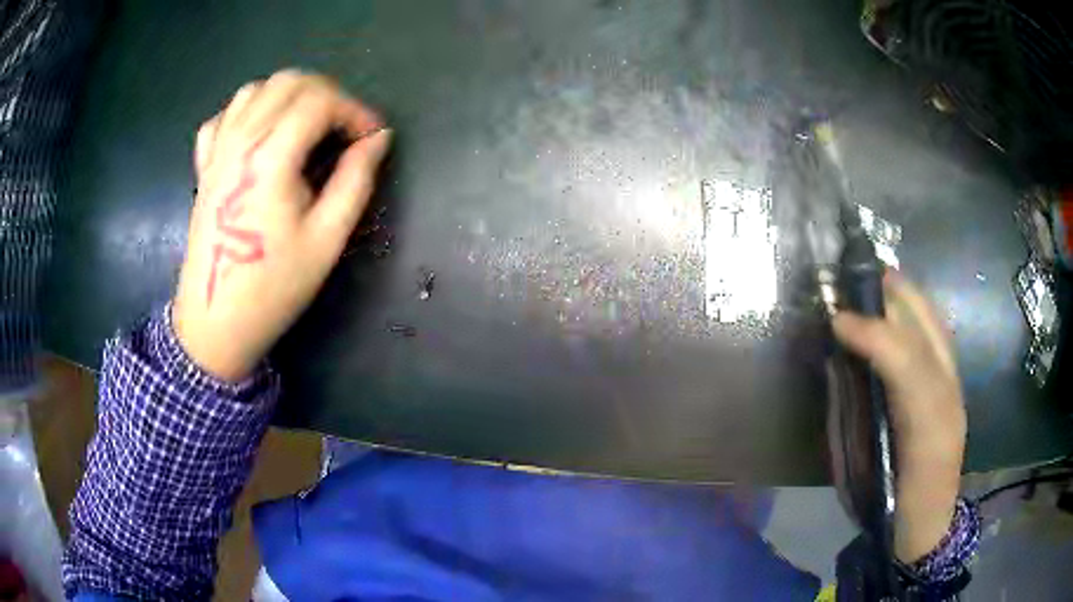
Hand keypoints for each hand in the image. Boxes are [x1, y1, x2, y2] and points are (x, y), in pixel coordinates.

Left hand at [173, 70, 391, 381]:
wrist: (216, 321)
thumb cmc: (273, 286)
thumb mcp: (327, 238)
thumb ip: (356, 179)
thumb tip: (378, 139)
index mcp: (270, 156)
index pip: (320, 100)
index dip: (355, 110)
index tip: (372, 137)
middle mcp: (240, 139)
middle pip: (289, 82)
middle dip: (327, 94)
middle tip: (344, 129)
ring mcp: (217, 150)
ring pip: (257, 89)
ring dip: (291, 95)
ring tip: (308, 126)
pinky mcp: (205, 164)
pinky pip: (225, 115)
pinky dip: (251, 110)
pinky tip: (263, 134)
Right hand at [832, 275, 966, 563]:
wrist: (926, 525)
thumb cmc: (887, 506)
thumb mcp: (860, 474)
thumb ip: (849, 417)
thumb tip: (835, 363)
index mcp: (926, 427)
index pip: (907, 362)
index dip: (873, 332)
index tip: (836, 320)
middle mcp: (949, 395)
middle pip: (926, 328)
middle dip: (891, 294)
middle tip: (850, 278)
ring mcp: (956, 386)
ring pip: (934, 322)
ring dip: (902, 295)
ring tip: (869, 280)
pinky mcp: (954, 384)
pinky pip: (935, 333)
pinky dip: (914, 311)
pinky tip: (894, 306)